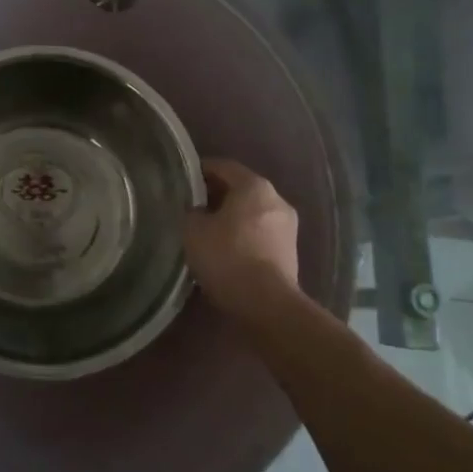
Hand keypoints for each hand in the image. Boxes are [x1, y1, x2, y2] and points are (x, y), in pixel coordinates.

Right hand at [183, 158, 299, 317]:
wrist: (267, 305)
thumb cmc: (228, 257)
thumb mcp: (193, 230)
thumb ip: (192, 212)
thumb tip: (197, 211)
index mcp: (254, 186)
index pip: (223, 166)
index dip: (200, 170)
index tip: (183, 179)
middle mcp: (276, 199)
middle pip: (240, 188)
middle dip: (216, 195)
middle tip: (191, 205)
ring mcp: (287, 226)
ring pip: (252, 212)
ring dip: (231, 216)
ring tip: (206, 230)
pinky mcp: (290, 252)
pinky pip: (260, 233)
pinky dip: (243, 235)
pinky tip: (225, 249)